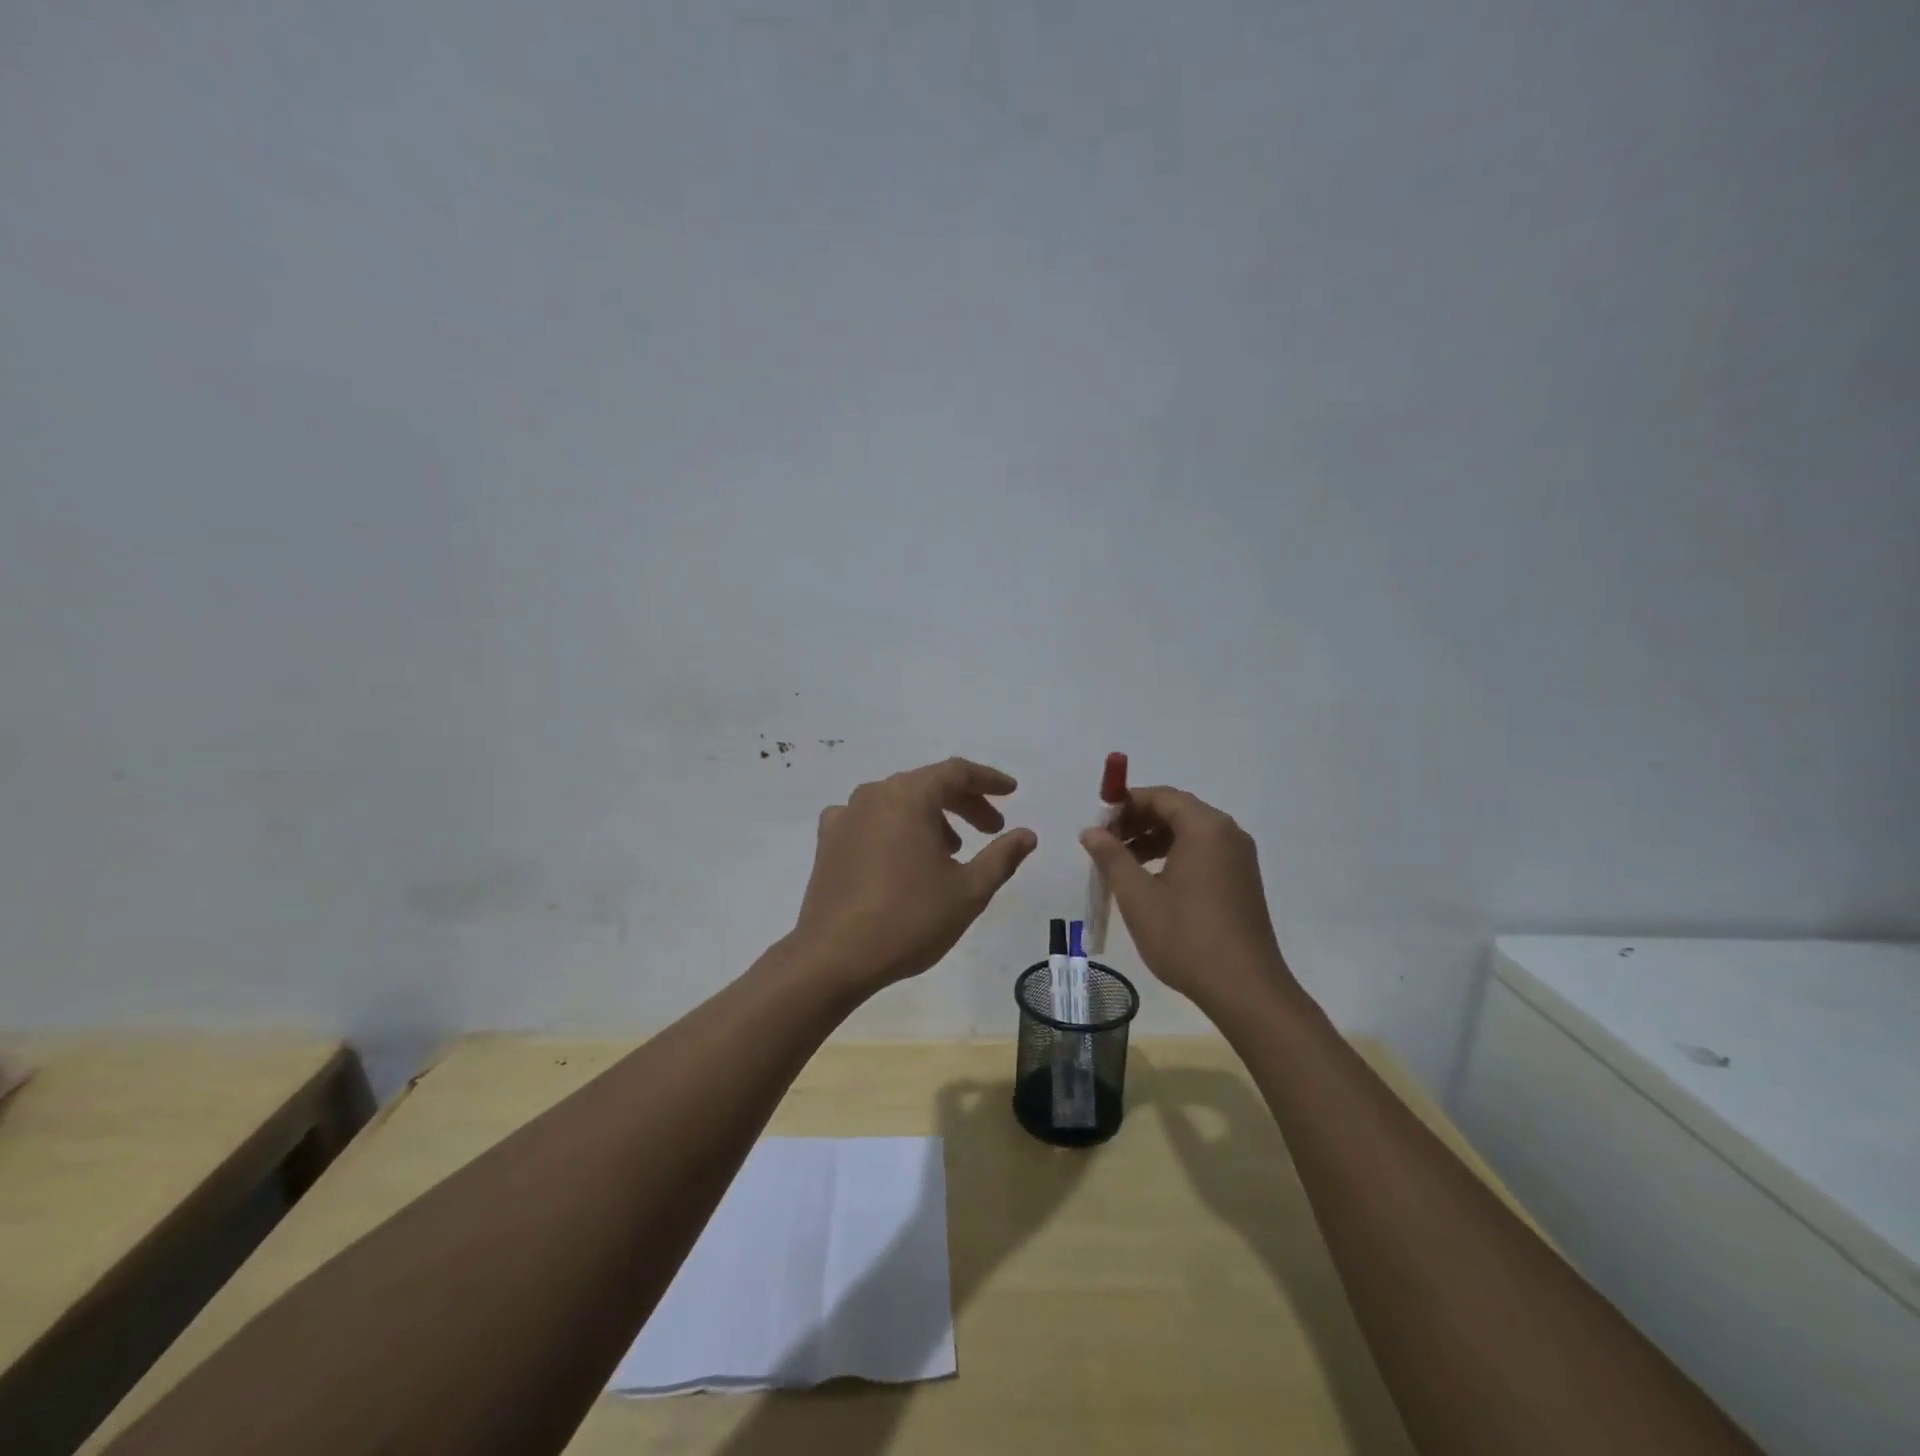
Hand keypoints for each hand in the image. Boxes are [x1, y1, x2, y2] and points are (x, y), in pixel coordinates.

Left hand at [791, 757, 1036, 991]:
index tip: (1011, 791)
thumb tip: (1027, 834)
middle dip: (963, 803)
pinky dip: (895, 828)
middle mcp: (873, 795)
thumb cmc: (908, 920)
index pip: (955, 772)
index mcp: (907, 797)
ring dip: (930, 817)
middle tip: (991, 829)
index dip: (988, 780)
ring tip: (952, 850)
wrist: (833, 958)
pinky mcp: (828, 842)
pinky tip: (902, 855)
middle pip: (927, 784)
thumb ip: (1002, 857)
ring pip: (898, 802)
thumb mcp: (968, 891)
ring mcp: (845, 816)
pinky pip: (870, 820)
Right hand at [1080, 786, 1297, 1012]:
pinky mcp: (1243, 881)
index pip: (1161, 796)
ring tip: (1123, 865)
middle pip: (1177, 811)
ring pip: (1190, 833)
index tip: (1098, 824)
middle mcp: (1227, 833)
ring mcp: (1239, 858)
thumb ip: (1111, 856)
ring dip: (1153, 840)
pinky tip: (1152, 882)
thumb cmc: (1186, 936)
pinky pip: (1204, 852)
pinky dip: (1174, 855)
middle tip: (1106, 845)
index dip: (1126, 804)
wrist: (1244, 988)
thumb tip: (1091, 831)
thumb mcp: (1137, 895)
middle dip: (1138, 822)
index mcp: (1205, 828)